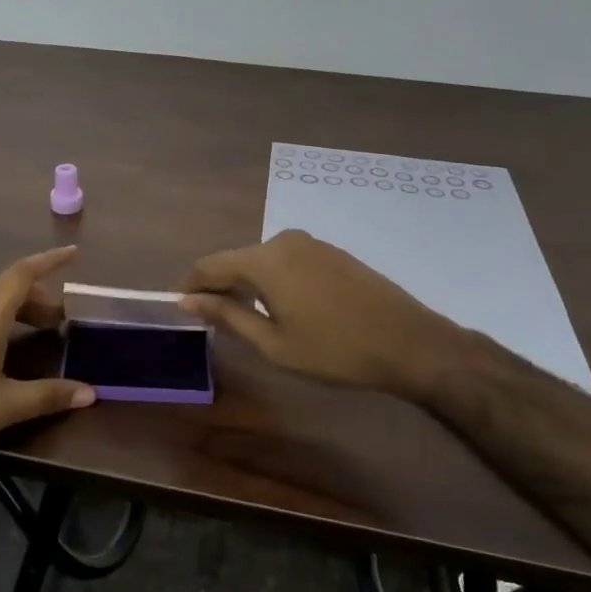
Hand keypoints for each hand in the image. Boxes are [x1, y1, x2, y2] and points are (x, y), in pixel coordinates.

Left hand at [0, 247, 96, 466]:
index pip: (22, 273)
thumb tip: (92, 391)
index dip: (49, 260)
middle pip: (8, 288)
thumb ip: (48, 396)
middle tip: (64, 320)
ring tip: (40, 331)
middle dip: (40, 296)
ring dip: (19, 309)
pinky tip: (2, 347)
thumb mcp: (4, 407)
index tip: (74, 254)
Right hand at [179, 229, 476, 397]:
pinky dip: (273, 279)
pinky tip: (281, 306)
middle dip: (219, 285)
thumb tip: (188, 300)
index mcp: (265, 260)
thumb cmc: (335, 350)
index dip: (192, 285)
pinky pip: (287, 260)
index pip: (211, 265)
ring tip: (244, 316)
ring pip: (263, 260)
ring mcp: (312, 244)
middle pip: (237, 259)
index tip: (180, 306)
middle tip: (211, 318)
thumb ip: (228, 316)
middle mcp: (284, 241)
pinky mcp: (332, 252)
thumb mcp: (273, 343)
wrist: (410, 343)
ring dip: (247, 283)